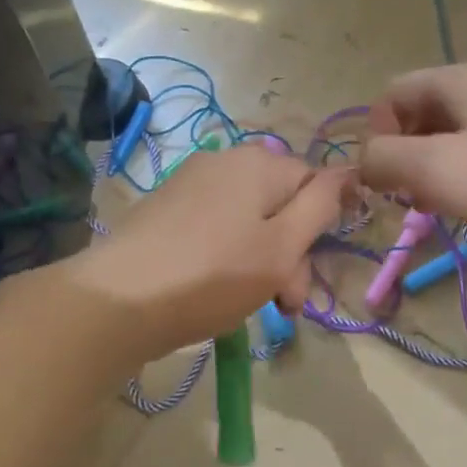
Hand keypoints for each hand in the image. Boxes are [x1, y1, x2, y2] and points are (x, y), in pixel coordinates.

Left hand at [63, 143, 352, 360]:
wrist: (118, 301)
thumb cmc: (213, 275)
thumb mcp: (282, 246)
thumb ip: (321, 206)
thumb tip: (349, 171)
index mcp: (259, 162)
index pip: (314, 183)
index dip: (321, 229)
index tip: (310, 277)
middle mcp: (225, 160)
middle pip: (280, 204)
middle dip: (290, 255)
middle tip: (284, 305)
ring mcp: (190, 183)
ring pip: (248, 221)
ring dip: (262, 262)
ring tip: (253, 306)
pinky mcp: (166, 209)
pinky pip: (216, 228)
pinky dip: (228, 257)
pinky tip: (217, 291)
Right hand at [361, 63, 466, 258]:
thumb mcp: (436, 169)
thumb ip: (385, 160)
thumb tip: (365, 163)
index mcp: (461, 80)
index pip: (392, 93)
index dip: (376, 135)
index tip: (385, 182)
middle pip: (424, 115)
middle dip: (405, 157)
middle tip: (410, 201)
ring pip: (457, 140)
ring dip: (436, 175)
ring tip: (442, 212)